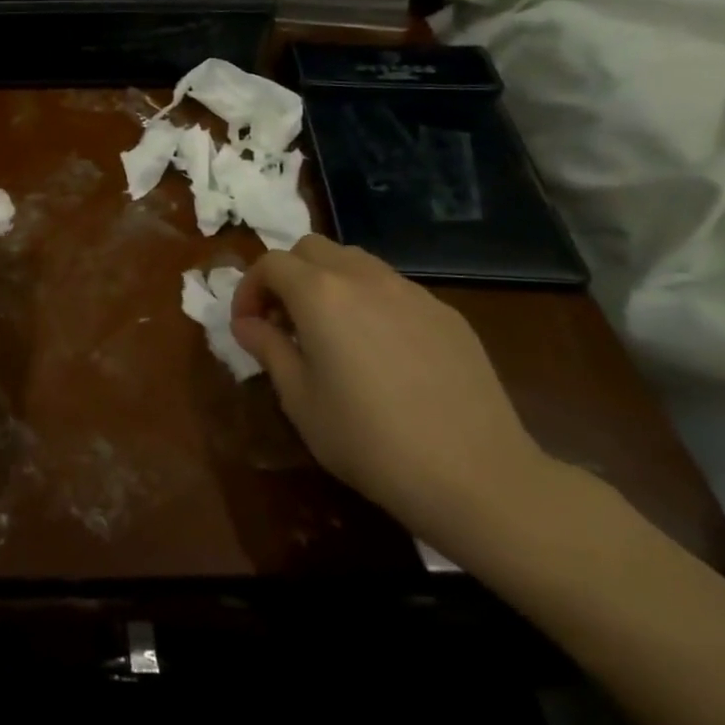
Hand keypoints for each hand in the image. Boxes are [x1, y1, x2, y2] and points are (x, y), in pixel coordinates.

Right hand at [230, 234, 554, 548]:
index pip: (271, 264)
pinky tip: (380, 352)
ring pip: (355, 262)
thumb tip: (248, 324)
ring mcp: (411, 292)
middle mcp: (364, 278)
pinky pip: (394, 289)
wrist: (476, 476)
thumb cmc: (369, 440)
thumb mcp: (299, 400)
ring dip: (329, 283)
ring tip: (330, 332)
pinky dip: (370, 302)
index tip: (248, 327)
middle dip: (288, 276)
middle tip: (284, 322)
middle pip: (312, 249)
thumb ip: (268, 349)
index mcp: (320, 294)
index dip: (249, 289)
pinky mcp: (446, 314)